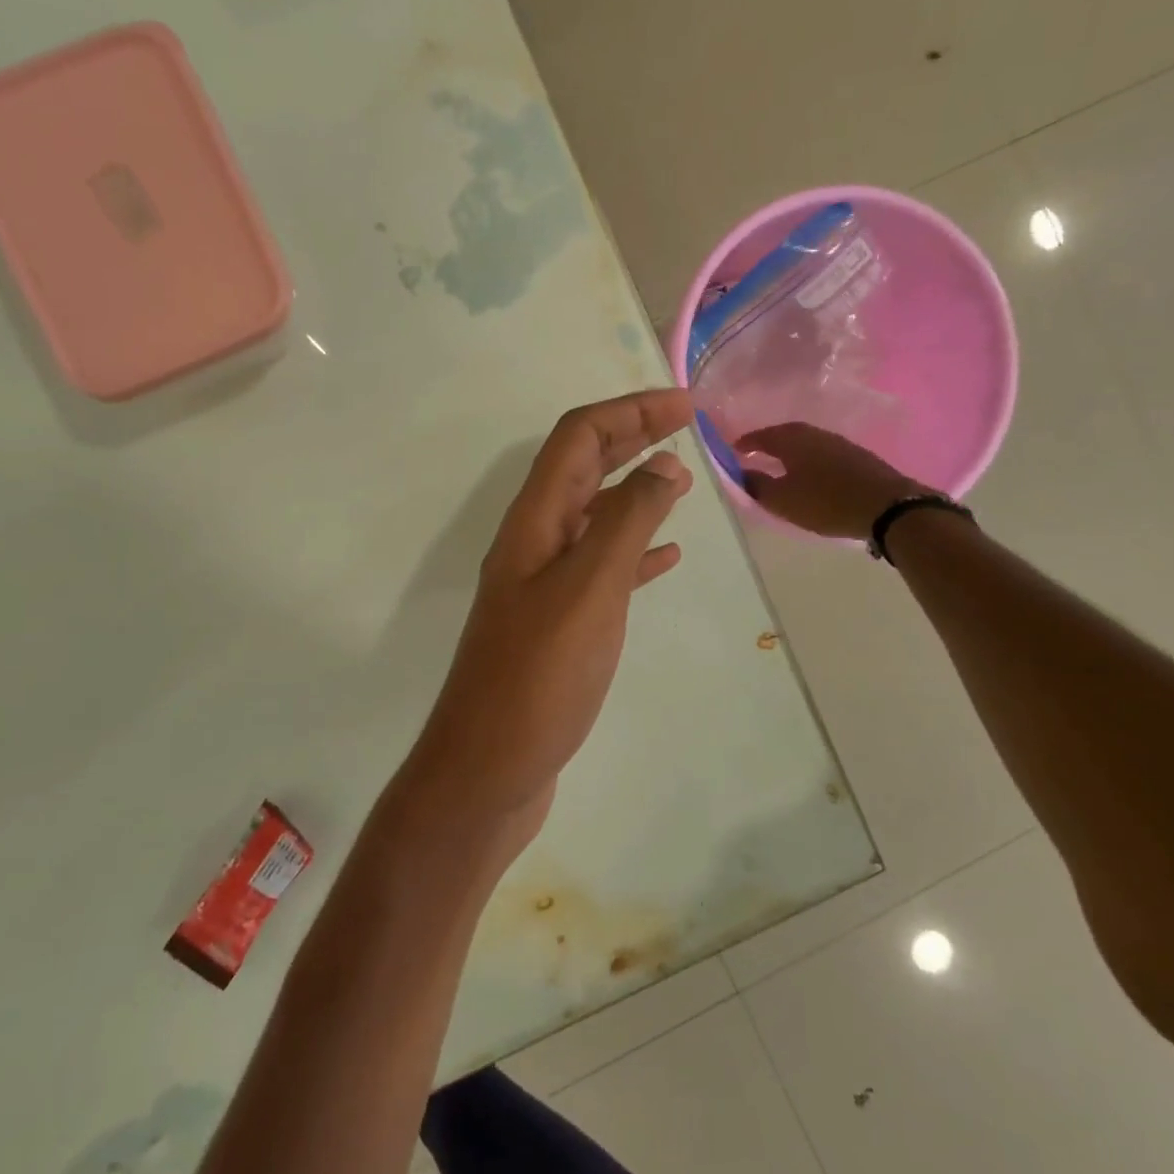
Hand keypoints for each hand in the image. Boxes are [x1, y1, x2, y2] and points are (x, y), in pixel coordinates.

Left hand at [407, 391, 694, 847]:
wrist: (489, 768)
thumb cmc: (538, 678)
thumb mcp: (588, 590)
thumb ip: (626, 523)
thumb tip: (663, 466)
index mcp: (534, 522)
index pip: (577, 438)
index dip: (629, 411)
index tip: (684, 406)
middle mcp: (534, 542)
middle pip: (582, 467)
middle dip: (630, 437)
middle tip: (685, 425)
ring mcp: (543, 584)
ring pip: (593, 516)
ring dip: (634, 490)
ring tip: (681, 481)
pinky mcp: (558, 623)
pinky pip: (600, 568)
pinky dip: (633, 551)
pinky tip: (665, 559)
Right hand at [739, 422, 930, 539]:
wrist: (888, 506)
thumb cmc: (826, 502)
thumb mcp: (783, 500)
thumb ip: (757, 486)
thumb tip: (741, 473)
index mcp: (792, 440)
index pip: (761, 436)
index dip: (746, 443)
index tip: (732, 450)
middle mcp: (814, 434)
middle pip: (785, 434)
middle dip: (768, 443)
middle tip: (754, 454)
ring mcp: (839, 443)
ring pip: (805, 442)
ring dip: (789, 451)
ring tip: (779, 465)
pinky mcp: (856, 457)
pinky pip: (822, 452)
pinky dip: (808, 459)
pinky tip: (809, 473)